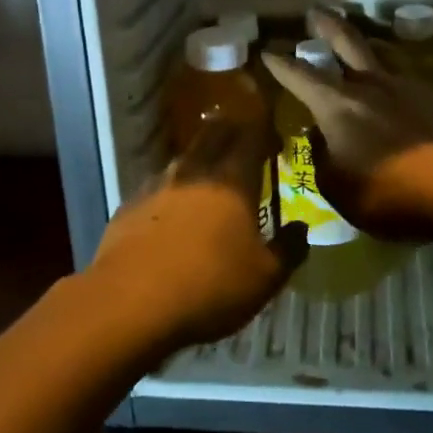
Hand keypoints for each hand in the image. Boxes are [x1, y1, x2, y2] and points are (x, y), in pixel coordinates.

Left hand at [86, 120, 305, 351]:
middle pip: (214, 134)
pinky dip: (171, 189)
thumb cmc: (209, 287)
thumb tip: (302, 228)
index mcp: (233, 181)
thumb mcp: (265, 279)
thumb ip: (288, 249)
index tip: (274, 132)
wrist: (130, 303)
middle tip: (242, 138)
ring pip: (183, 158)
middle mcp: (195, 172)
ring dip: (199, 158)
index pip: (251, 136)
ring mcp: (158, 186)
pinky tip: (171, 208)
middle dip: (230, 130)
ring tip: (208, 172)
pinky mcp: (130, 205)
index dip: (264, 129)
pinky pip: (157, 185)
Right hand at [261, 9, 432, 240]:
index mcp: (337, 105)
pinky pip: (407, 79)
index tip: (267, 51)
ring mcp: (407, 88)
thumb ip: (323, 159)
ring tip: (362, 40)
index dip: (281, 64)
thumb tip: (320, 140)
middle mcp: (370, 86)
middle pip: (346, 42)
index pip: (300, 76)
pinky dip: (394, 78)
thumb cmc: (388, 192)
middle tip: (316, 10)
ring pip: (382, 55)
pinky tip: (397, 88)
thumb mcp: (339, 187)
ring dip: (367, 44)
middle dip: (327, 25)